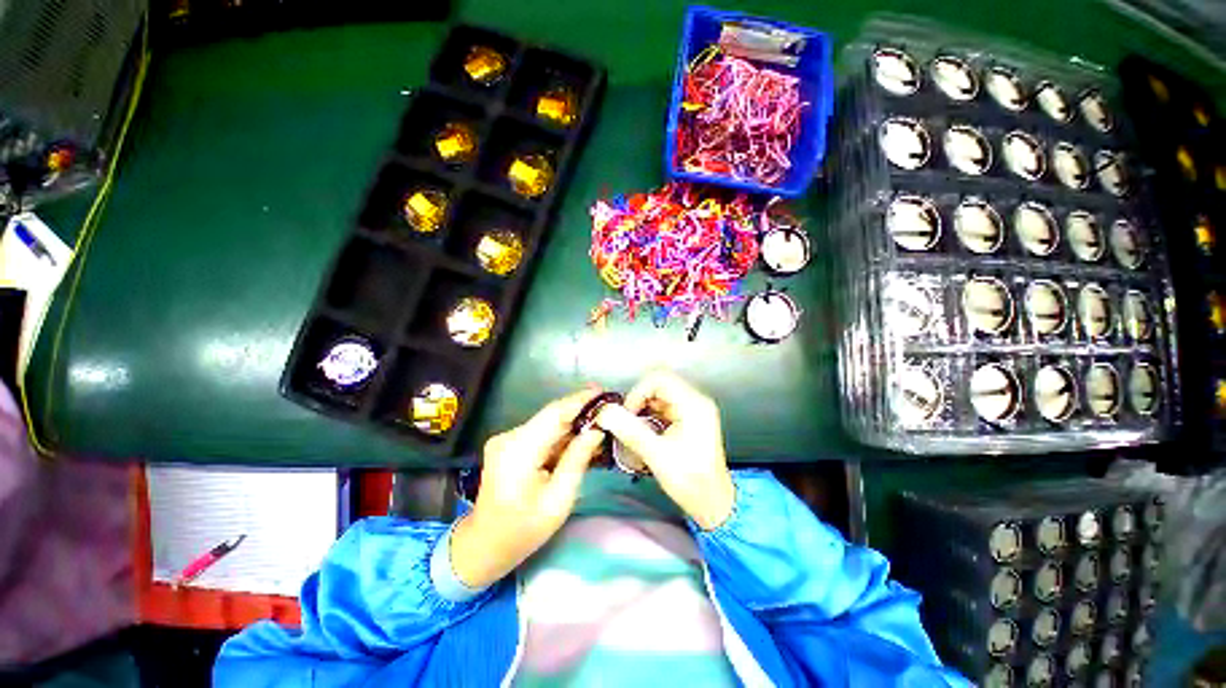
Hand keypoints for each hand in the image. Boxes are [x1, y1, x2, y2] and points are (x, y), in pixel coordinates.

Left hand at [449, 388, 605, 588]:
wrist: (484, 545)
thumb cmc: (523, 530)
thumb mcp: (558, 500)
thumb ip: (577, 460)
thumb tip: (596, 430)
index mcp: (519, 450)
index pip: (554, 414)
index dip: (579, 400)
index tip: (602, 391)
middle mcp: (509, 437)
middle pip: (551, 416)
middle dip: (580, 412)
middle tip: (607, 411)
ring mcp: (506, 439)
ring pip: (547, 424)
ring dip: (572, 425)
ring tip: (598, 427)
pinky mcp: (509, 444)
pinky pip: (541, 433)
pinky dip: (560, 436)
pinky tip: (578, 441)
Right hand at [595, 371, 734, 530]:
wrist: (714, 504)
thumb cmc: (691, 481)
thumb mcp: (657, 455)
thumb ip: (630, 431)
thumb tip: (605, 413)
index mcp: (693, 404)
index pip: (659, 379)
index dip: (638, 392)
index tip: (628, 414)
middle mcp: (695, 401)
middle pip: (659, 385)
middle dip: (639, 402)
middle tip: (628, 423)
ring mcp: (694, 410)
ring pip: (660, 396)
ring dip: (643, 410)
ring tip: (635, 431)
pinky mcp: (690, 420)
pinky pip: (664, 408)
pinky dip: (650, 417)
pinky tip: (645, 435)